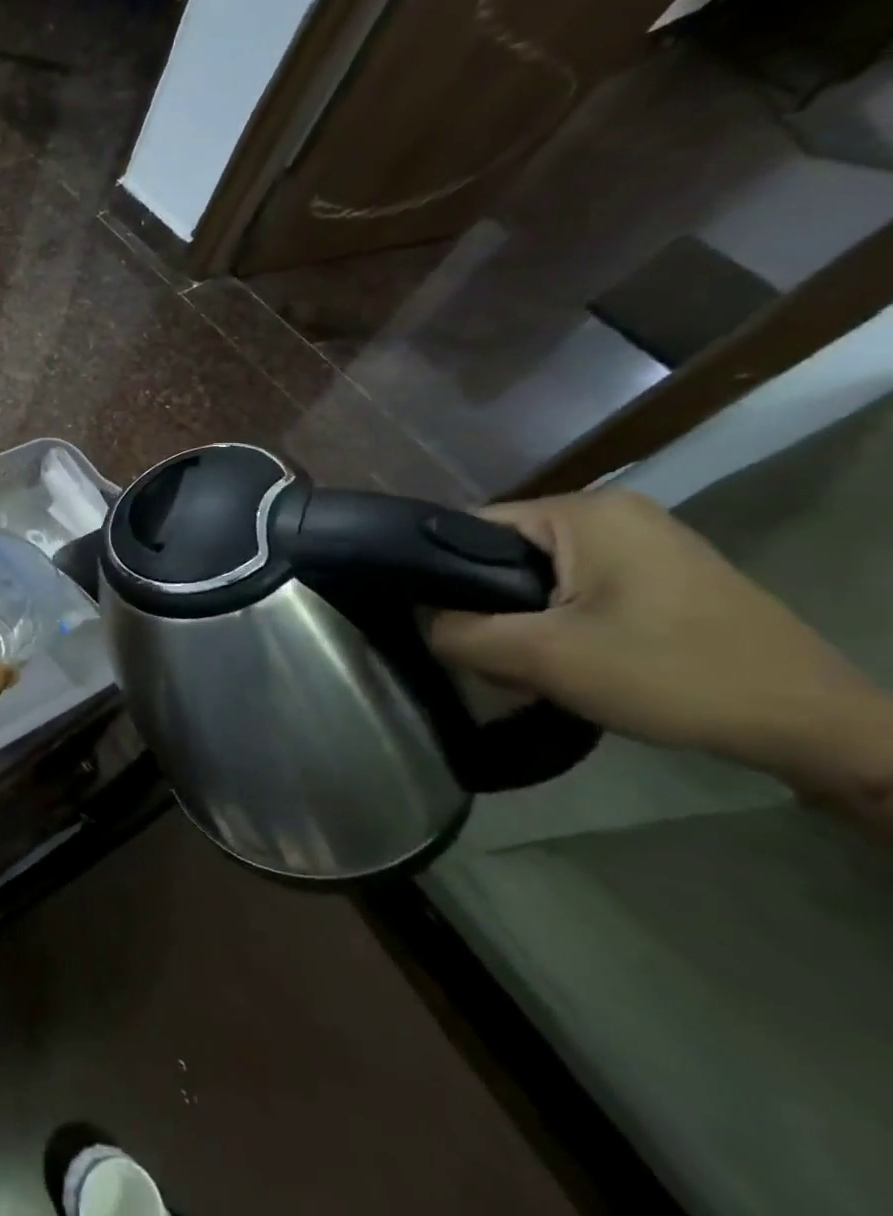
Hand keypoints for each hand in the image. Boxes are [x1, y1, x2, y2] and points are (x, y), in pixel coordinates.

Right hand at [428, 490, 887, 774]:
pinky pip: (579, 589)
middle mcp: (612, 512)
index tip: (441, 628)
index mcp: (582, 511)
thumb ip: (459, 633)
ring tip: (529, 668)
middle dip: (488, 608)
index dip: (441, 578)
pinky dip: (560, 624)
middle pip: (505, 555)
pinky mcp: (664, 577)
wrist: (816, 726)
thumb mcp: (543, 657)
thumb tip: (421, 623)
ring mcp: (645, 542)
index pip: (470, 530)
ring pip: (540, 577)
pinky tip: (570, 662)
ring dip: (523, 622)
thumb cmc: (670, 674)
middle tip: (490, 660)